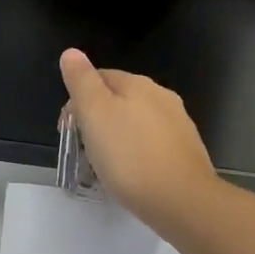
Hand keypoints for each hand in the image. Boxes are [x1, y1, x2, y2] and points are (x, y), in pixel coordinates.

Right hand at [59, 48, 217, 231]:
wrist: (181, 200)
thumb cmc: (129, 156)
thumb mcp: (94, 114)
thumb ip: (82, 81)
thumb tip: (71, 52)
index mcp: (138, 84)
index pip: (100, 77)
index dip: (78, 99)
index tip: (67, 129)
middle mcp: (162, 97)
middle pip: (120, 100)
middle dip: (98, 119)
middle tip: (83, 150)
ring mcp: (178, 124)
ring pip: (137, 122)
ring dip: (118, 136)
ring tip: (105, 165)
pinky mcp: (187, 151)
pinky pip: (153, 144)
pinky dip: (137, 153)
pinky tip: (132, 174)